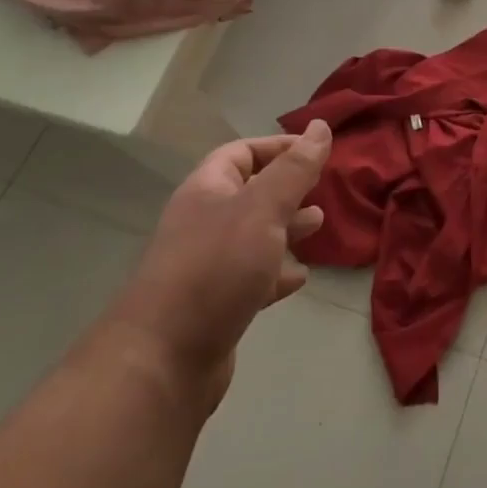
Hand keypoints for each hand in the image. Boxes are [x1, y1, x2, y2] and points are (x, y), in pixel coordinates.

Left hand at [105, 122, 330, 415]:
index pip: (243, 151)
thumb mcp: (263, 207)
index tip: (319, 152)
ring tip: (319, 226)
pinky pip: (252, 277)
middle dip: (288, 188)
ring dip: (287, 228)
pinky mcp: (216, 305)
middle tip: (323, 190)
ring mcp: (208, 265)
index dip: (280, 146)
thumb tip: (321, 127)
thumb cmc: (216, 267)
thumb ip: (295, 169)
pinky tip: (300, 276)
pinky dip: (278, 272)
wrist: (163, 360)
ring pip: (254, 235)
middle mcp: (204, 222)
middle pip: (250, 192)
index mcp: (208, 190)